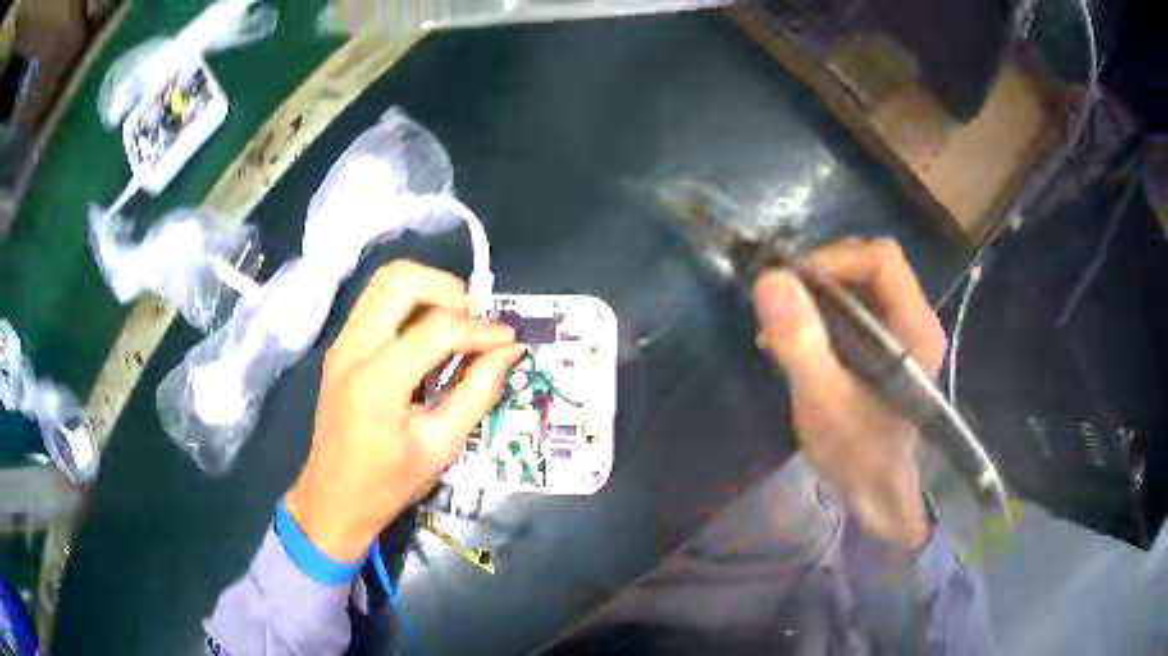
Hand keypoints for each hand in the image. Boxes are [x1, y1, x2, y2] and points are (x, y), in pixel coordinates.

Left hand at [286, 261, 522, 562]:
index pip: (438, 328)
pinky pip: (375, 300)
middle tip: (475, 319)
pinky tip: (427, 331)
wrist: (334, 498)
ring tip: (454, 320)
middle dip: (448, 289)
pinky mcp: (340, 346)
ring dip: (426, 289)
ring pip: (385, 281)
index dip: (480, 329)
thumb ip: (479, 392)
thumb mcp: (442, 445)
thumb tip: (510, 351)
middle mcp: (354, 348)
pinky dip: (407, 301)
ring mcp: (342, 343)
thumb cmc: (388, 483)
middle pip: (402, 280)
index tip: (508, 339)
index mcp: (379, 382)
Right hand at [753, 238, 945, 549]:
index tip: (791, 283)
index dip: (834, 258)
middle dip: (823, 273)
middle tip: (783, 301)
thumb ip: (800, 342)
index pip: (881, 259)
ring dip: (819, 292)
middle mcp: (916, 319)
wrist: (875, 492)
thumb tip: (770, 279)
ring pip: (862, 283)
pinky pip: (857, 307)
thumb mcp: (823, 401)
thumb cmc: (856, 453)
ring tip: (783, 322)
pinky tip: (798, 338)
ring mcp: (904, 332)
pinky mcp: (888, 346)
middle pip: (872, 265)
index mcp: (914, 327)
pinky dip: (824, 311)